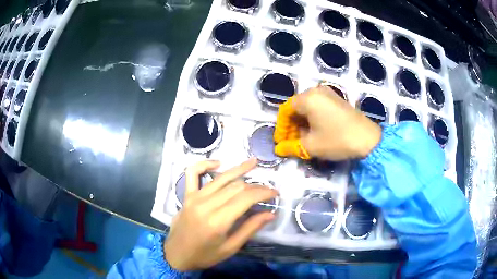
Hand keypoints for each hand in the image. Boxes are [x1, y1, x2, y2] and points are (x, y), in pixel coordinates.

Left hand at [164, 158, 277, 270]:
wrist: (176, 255)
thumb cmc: (204, 256)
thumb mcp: (230, 248)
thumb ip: (250, 228)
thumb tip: (270, 213)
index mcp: (217, 221)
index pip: (246, 198)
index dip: (264, 192)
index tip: (275, 193)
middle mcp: (205, 204)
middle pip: (236, 186)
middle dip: (255, 185)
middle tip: (267, 190)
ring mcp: (194, 197)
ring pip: (220, 178)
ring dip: (238, 169)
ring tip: (254, 162)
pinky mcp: (186, 195)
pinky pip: (192, 173)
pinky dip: (205, 164)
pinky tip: (218, 163)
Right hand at [274, 85, 381, 160]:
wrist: (368, 139)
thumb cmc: (337, 140)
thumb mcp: (312, 146)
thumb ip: (291, 147)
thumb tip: (278, 150)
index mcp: (307, 98)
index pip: (285, 111)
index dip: (281, 128)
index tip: (280, 142)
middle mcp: (316, 91)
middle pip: (296, 107)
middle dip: (291, 126)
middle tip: (291, 142)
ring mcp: (328, 93)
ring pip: (307, 107)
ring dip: (301, 123)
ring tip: (302, 139)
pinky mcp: (337, 99)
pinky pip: (318, 106)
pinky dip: (312, 119)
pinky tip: (314, 132)